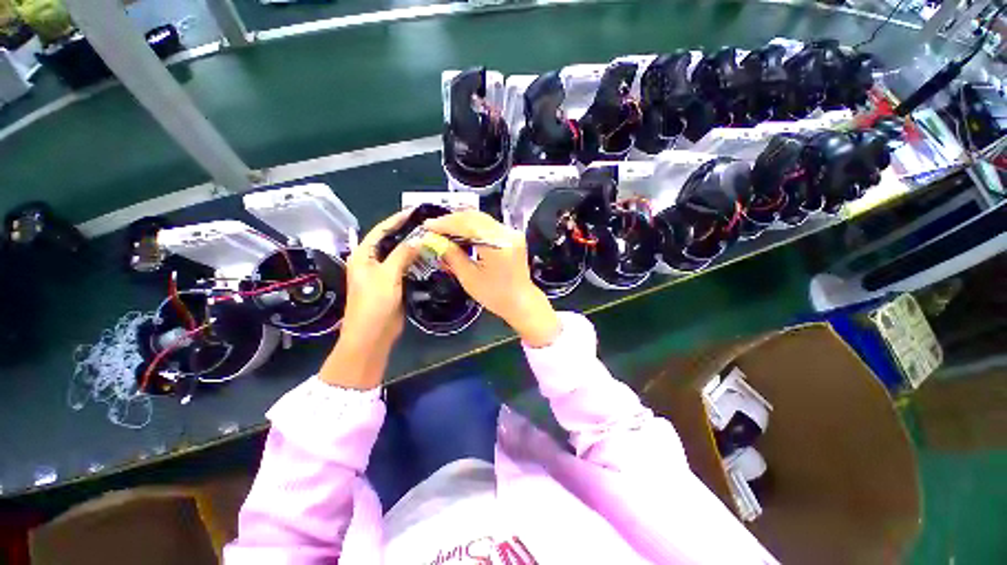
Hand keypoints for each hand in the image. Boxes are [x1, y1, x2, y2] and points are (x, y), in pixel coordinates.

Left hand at [320, 209, 418, 388]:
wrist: (372, 335)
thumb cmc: (374, 304)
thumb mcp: (388, 275)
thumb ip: (402, 254)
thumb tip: (419, 239)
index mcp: (363, 255)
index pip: (381, 231)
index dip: (396, 220)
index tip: (414, 211)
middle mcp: (372, 261)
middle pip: (391, 241)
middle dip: (408, 232)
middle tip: (428, 225)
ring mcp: (383, 274)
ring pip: (400, 255)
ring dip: (413, 247)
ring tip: (432, 238)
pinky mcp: (393, 284)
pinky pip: (405, 268)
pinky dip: (416, 262)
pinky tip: (429, 257)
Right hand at [423, 210, 560, 347]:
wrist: (521, 301)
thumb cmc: (495, 295)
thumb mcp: (469, 278)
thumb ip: (452, 256)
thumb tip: (433, 240)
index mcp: (498, 245)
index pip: (468, 225)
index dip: (446, 224)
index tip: (427, 226)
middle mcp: (507, 234)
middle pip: (475, 217)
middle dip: (452, 220)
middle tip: (433, 227)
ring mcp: (512, 233)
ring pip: (482, 219)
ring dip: (461, 222)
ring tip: (443, 229)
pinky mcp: (512, 236)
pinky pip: (488, 225)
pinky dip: (472, 227)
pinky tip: (460, 233)